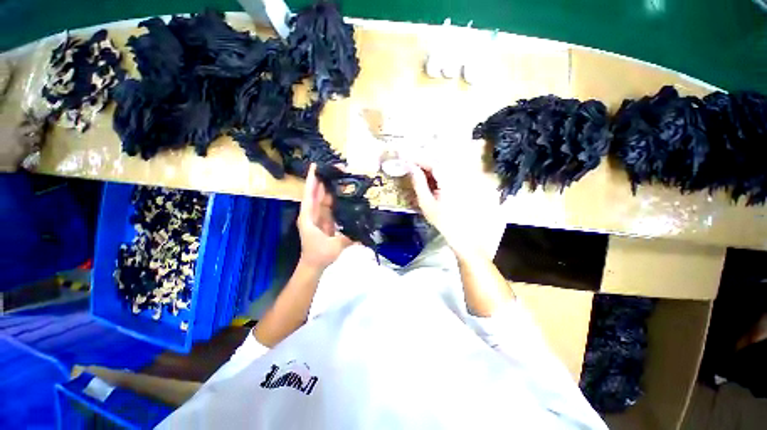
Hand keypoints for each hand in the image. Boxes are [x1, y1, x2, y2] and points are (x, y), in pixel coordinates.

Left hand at [297, 163, 351, 269]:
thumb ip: (348, 238)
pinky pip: (329, 206)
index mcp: (308, 217)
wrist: (314, 265)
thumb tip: (362, 234)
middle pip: (316, 194)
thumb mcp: (333, 247)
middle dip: (324, 180)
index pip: (309, 196)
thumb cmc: (319, 255)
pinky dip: (335, 199)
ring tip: (340, 177)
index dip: (312, 181)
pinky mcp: (325, 220)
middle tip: (334, 169)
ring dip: (330, 188)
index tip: (315, 167)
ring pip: (323, 199)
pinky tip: (342, 193)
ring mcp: (318, 216)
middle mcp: (312, 214)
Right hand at [408, 160, 500, 257]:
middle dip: (422, 161)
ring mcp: (464, 177)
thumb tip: (410, 168)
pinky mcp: (466, 181)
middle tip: (409, 164)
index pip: (431, 161)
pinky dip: (438, 172)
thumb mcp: (426, 203)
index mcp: (450, 179)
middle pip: (438, 160)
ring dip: (429, 166)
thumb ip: (418, 183)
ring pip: (444, 164)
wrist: (466, 234)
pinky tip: (430, 179)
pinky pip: (449, 171)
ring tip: (417, 171)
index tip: (404, 156)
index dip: (417, 157)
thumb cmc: (444, 222)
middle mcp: (459, 174)